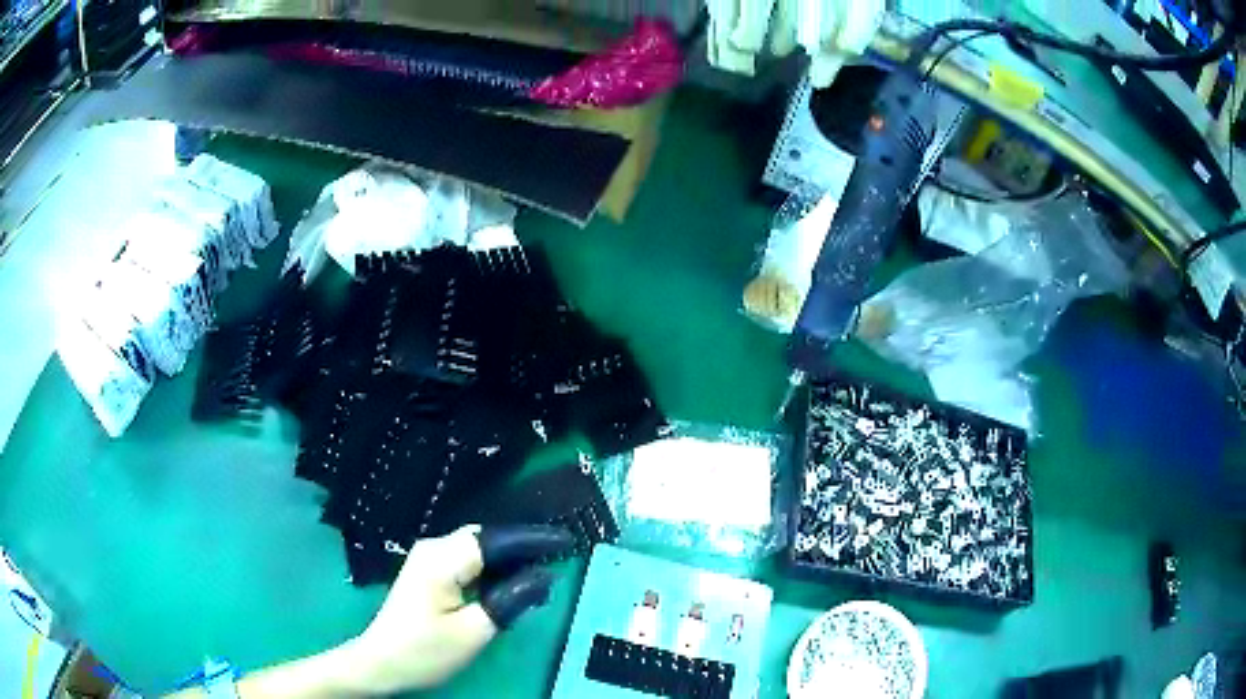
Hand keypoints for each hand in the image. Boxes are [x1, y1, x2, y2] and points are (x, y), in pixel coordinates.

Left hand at [341, 524, 572, 694]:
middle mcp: (434, 549)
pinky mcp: (428, 573)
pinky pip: (467, 562)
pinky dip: (492, 571)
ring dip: (507, 561)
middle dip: (522, 548)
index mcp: (443, 558)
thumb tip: (542, 577)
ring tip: (540, 574)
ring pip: (478, 551)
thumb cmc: (425, 651)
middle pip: (486, 540)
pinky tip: (508, 585)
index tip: (567, 540)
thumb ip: (510, 600)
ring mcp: (428, 560)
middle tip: (557, 559)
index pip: (497, 540)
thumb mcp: (474, 632)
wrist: (381, 662)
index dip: (534, 539)